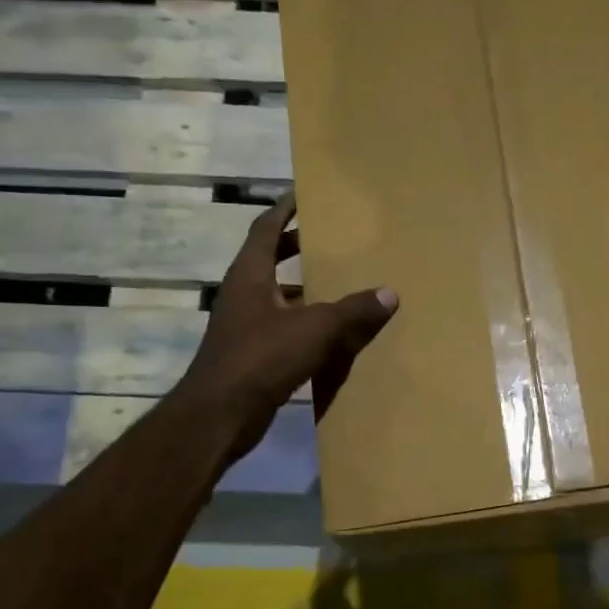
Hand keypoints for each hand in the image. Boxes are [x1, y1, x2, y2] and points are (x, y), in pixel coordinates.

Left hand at [185, 194, 397, 446]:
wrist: (219, 414)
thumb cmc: (262, 358)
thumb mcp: (315, 329)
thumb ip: (353, 311)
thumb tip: (389, 293)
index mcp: (250, 275)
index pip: (265, 229)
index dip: (285, 210)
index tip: (304, 194)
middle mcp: (243, 294)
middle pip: (269, 260)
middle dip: (296, 248)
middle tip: (329, 240)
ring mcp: (243, 326)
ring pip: (275, 296)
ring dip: (301, 288)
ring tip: (337, 284)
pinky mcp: (250, 355)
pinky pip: (281, 327)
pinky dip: (303, 323)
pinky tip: (329, 335)